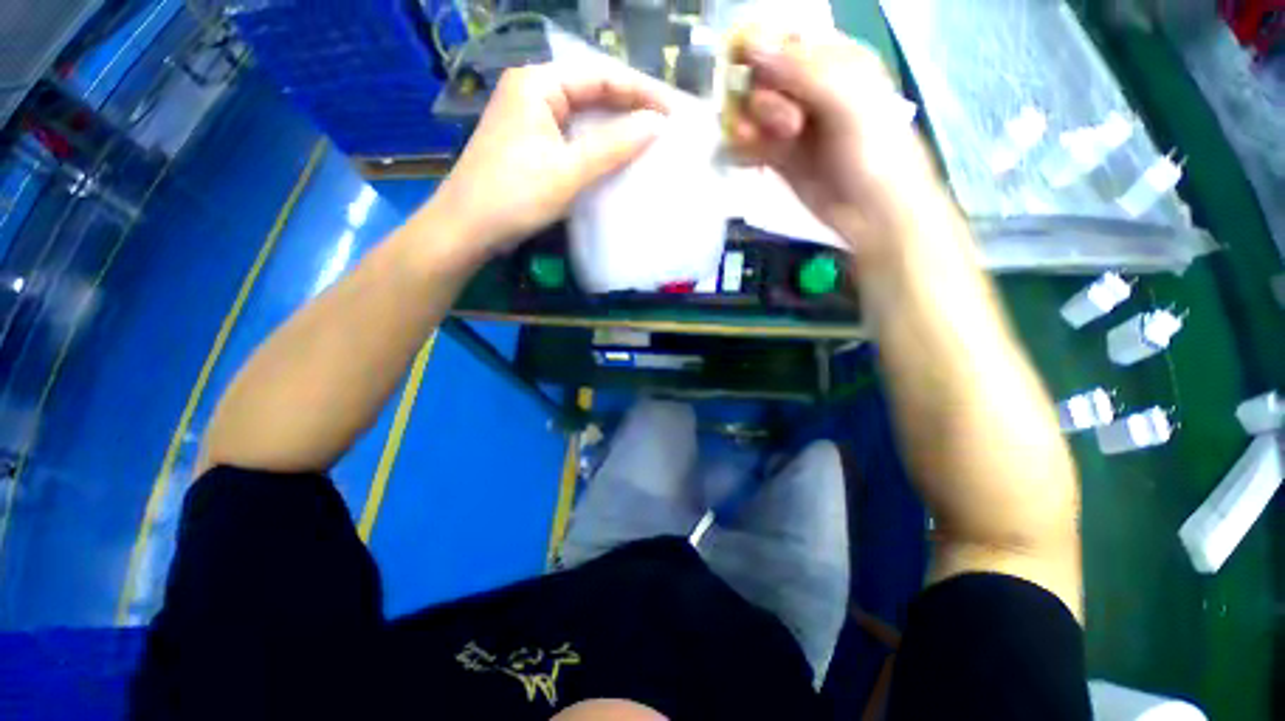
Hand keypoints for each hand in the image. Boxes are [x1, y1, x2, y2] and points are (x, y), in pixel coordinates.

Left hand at [429, 62, 670, 259]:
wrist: (467, 228)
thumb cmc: (516, 196)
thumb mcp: (569, 171)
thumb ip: (613, 146)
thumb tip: (656, 124)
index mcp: (537, 83)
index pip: (599, 75)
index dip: (639, 91)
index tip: (672, 111)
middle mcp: (531, 91)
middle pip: (590, 90)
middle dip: (628, 105)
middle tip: (663, 124)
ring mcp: (527, 118)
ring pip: (580, 114)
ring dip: (612, 125)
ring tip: (646, 137)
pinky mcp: (527, 143)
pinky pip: (570, 134)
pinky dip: (594, 143)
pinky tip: (613, 155)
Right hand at [731, 31, 948, 260]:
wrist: (872, 211)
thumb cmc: (873, 152)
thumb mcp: (848, 101)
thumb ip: (803, 71)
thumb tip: (752, 45)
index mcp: (833, 59)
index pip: (783, 39)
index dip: (761, 52)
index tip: (749, 71)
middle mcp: (807, 87)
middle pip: (761, 77)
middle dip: (763, 100)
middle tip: (787, 127)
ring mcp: (790, 122)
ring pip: (750, 111)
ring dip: (746, 125)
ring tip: (754, 145)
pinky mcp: (778, 155)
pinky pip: (748, 143)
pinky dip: (740, 148)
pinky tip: (743, 158)